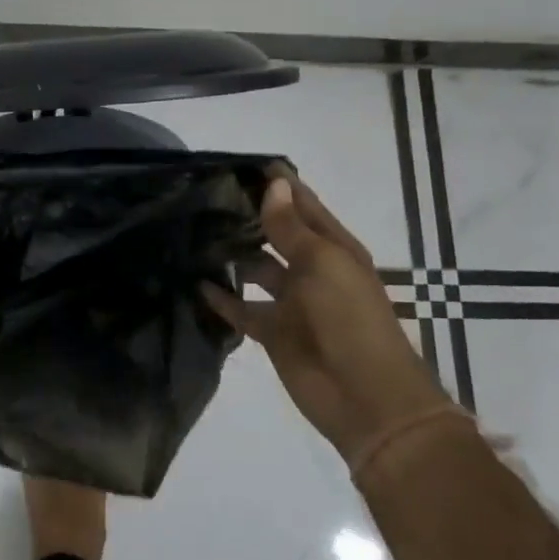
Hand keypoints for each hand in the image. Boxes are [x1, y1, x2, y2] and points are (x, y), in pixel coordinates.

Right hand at [204, 171, 448, 466]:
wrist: (365, 396)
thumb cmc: (349, 318)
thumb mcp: (322, 263)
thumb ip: (291, 227)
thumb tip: (275, 184)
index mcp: (332, 248)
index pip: (302, 205)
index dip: (278, 184)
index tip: (242, 163)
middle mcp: (311, 269)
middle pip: (276, 234)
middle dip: (248, 216)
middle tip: (204, 195)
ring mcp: (291, 301)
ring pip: (256, 269)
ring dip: (232, 254)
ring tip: (194, 234)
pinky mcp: (272, 331)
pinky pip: (242, 308)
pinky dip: (222, 298)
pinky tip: (195, 282)